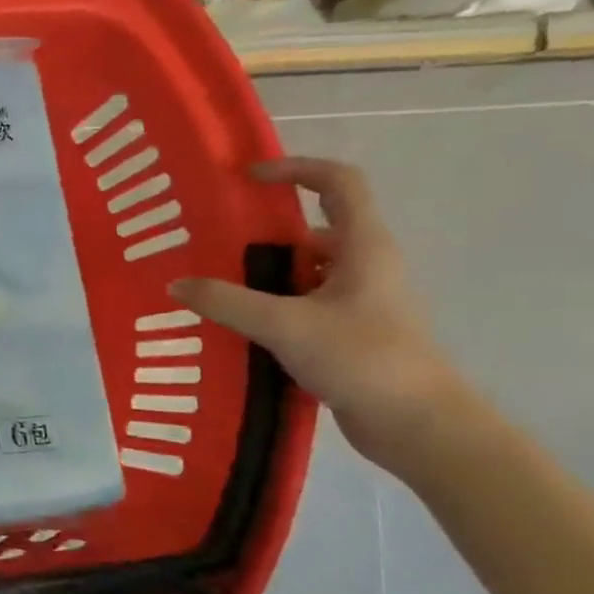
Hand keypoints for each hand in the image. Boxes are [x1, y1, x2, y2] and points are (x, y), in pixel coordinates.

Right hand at [170, 157, 466, 468]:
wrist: (418, 424)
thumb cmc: (362, 358)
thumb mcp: (285, 325)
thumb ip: (227, 302)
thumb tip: (176, 284)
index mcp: (363, 247)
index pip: (338, 183)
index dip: (296, 169)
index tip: (248, 177)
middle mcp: (364, 265)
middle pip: (310, 230)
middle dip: (260, 234)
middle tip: (211, 243)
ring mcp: (357, 301)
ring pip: (302, 272)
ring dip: (260, 276)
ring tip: (211, 287)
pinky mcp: (347, 333)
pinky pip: (300, 305)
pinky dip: (268, 307)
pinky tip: (234, 327)